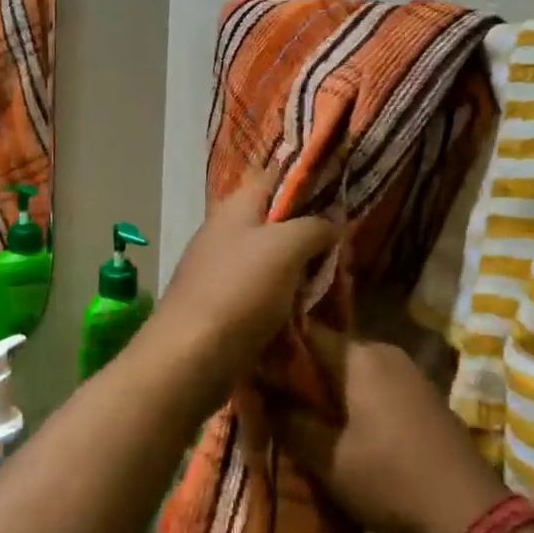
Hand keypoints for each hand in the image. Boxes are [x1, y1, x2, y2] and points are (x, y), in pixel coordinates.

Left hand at [145, 167, 337, 399]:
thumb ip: (314, 226)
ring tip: (332, 277)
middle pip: (275, 219)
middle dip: (309, 230)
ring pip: (270, 256)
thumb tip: (333, 222)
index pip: (274, 176)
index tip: (340, 191)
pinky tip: (304, 307)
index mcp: (236, 206)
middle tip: (342, 244)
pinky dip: (283, 295)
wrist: (190, 356)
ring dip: (299, 266)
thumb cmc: (240, 291)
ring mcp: (220, 267)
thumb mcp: (286, 248)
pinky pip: (261, 289)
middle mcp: (225, 230)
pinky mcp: (221, 302)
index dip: (306, 179)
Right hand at [280, 327, 508, 532]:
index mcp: (358, 357)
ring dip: (326, 387)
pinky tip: (341, 425)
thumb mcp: (327, 459)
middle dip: (299, 372)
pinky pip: (373, 382)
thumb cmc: (390, 480)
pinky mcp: (420, 393)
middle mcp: (383, 351)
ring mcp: (406, 370)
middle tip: (271, 398)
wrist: (468, 513)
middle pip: (327, 349)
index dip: (274, 349)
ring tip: (300, 414)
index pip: (303, 333)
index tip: (250, 368)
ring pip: (350, 368)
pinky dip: (351, 397)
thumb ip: (289, 422)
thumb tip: (260, 394)